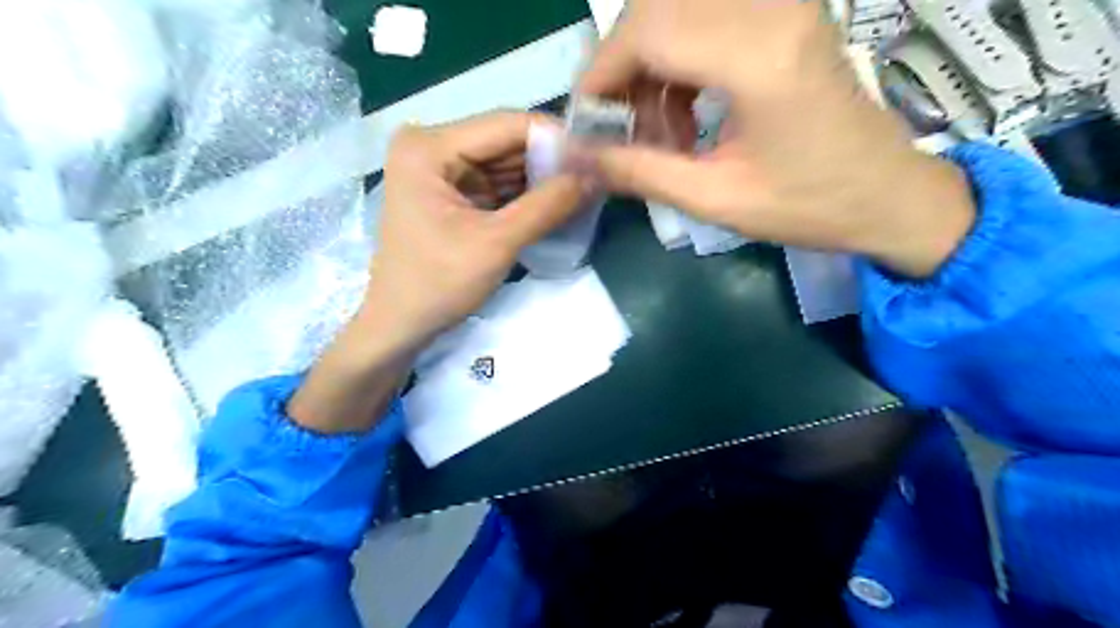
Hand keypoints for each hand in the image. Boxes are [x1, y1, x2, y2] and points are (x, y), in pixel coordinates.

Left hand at [284, 109, 587, 430]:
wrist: (401, 325)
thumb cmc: (439, 285)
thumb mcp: (497, 243)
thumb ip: (547, 205)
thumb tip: (596, 174)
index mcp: (429, 147)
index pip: (506, 124)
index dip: (556, 137)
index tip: (597, 155)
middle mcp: (431, 145)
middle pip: (506, 141)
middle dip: (551, 160)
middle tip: (596, 174)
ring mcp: (440, 168)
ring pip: (505, 162)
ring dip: (542, 177)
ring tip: (585, 187)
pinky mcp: (451, 191)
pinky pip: (497, 182)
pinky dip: (526, 193)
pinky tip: (558, 201)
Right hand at [576, 0, 972, 275]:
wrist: (885, 194)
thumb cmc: (808, 206)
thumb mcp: (715, 199)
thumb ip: (638, 173)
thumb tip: (575, 159)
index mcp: (758, 57)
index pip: (648, 31)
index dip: (601, 74)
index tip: (586, 122)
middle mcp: (771, 9)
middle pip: (656, 8)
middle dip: (620, 68)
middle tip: (616, 126)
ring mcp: (781, 4)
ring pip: (675, 10)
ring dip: (648, 68)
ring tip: (655, 132)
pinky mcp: (783, 13)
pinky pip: (703, 20)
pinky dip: (677, 63)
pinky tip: (683, 114)